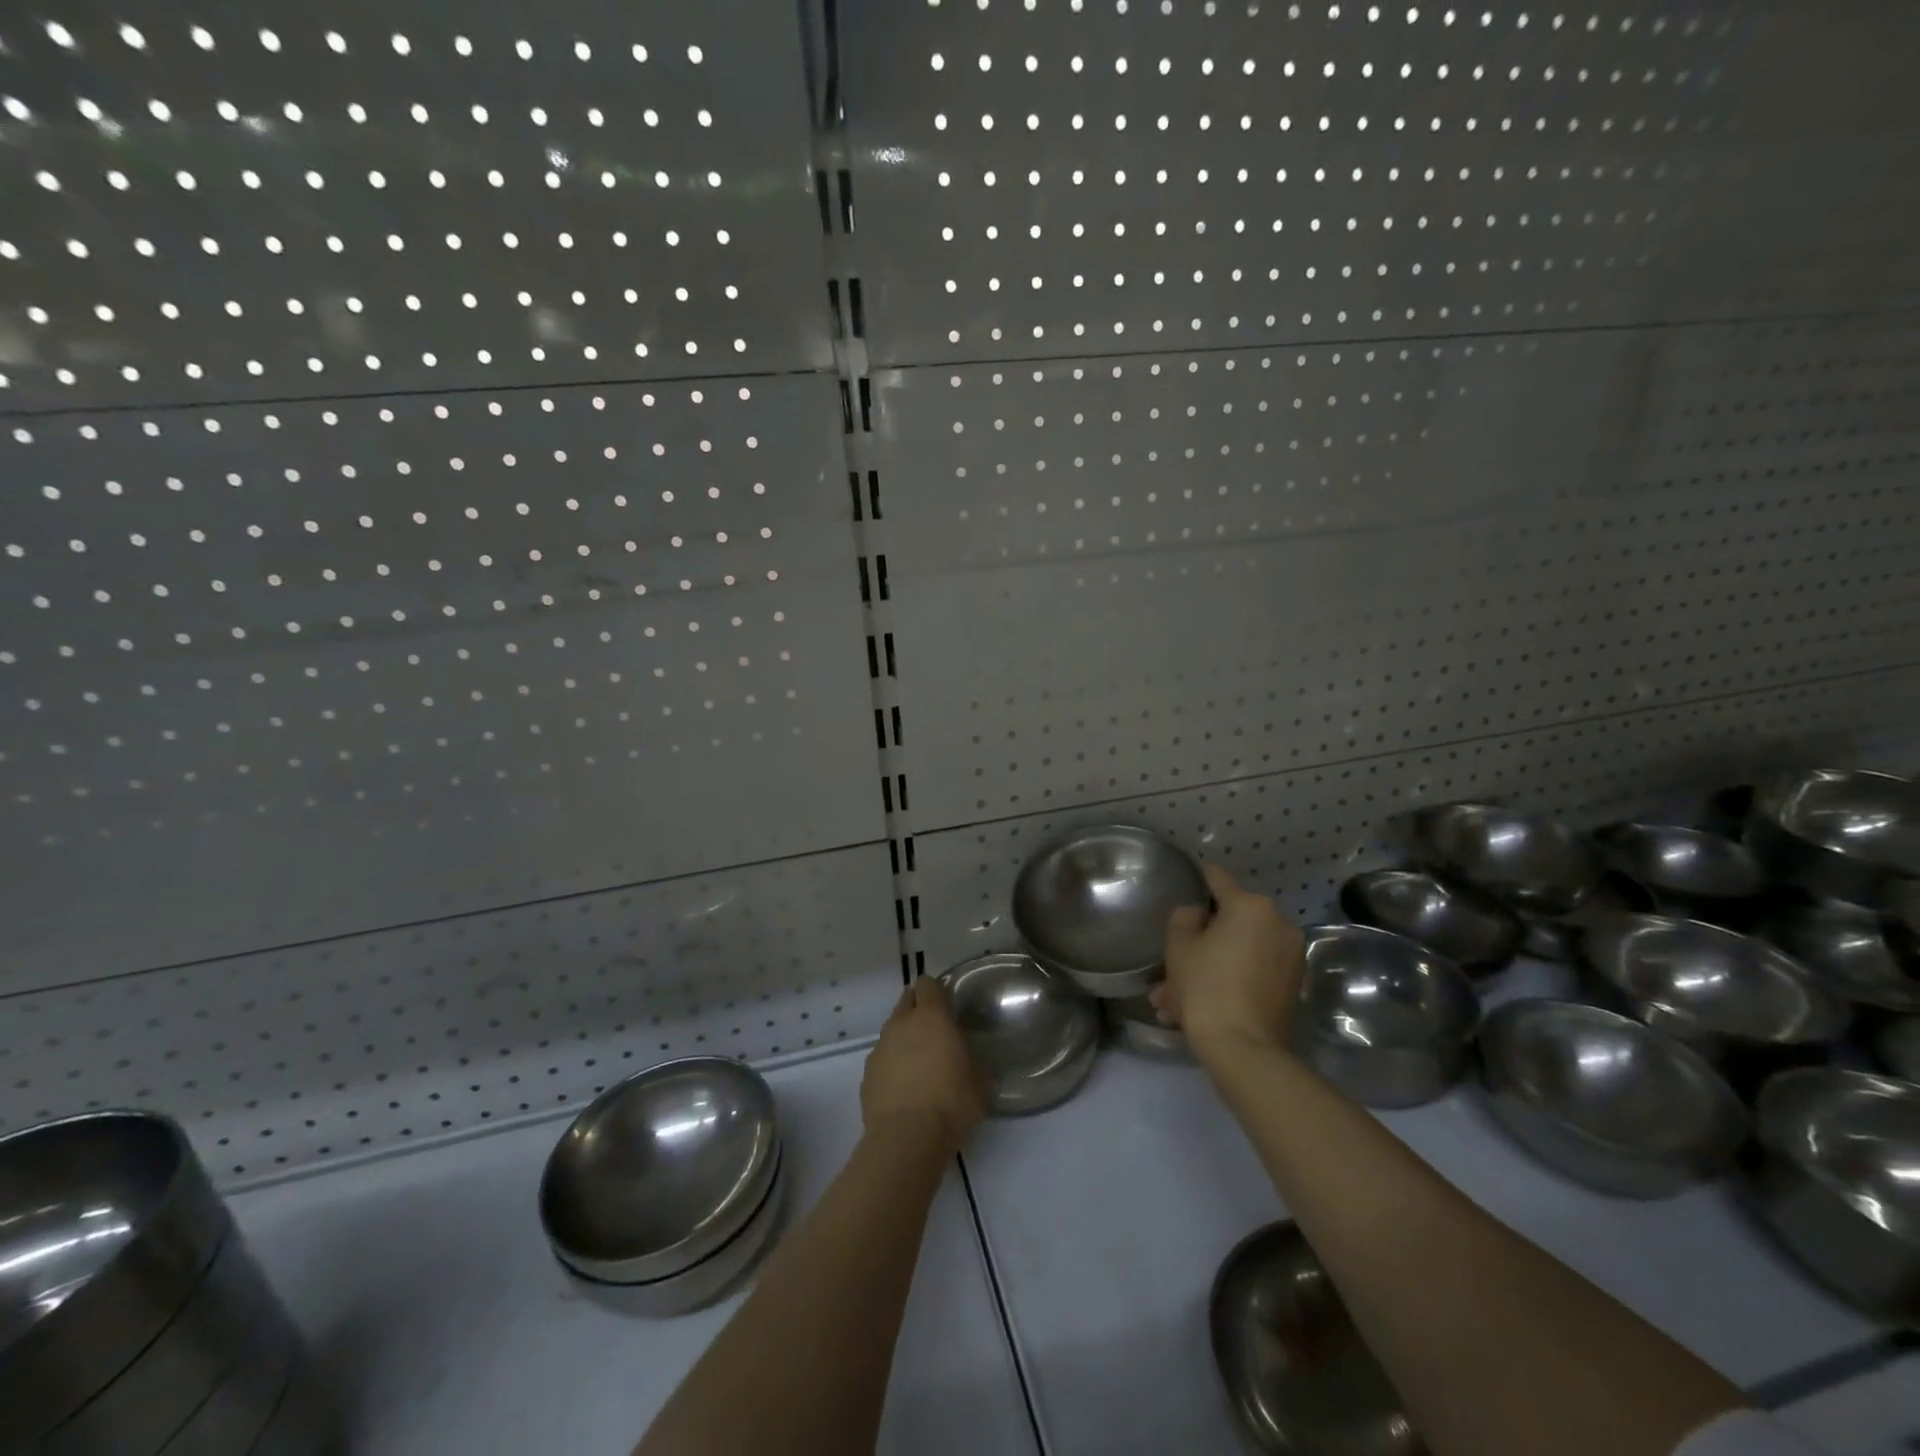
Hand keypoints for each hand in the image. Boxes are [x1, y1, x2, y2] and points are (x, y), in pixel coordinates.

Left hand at [860, 978, 987, 1149]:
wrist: (906, 1138)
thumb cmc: (951, 1103)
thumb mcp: (980, 1081)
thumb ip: (973, 1060)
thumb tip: (969, 1058)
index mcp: (931, 1016)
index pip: (928, 984)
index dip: (936, 991)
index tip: (946, 1005)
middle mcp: (902, 1023)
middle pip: (906, 1000)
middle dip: (918, 1008)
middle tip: (934, 1030)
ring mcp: (880, 1047)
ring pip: (892, 1029)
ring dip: (904, 1038)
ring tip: (918, 1063)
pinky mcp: (867, 1072)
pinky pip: (882, 1057)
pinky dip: (891, 1064)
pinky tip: (903, 1087)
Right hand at [1151, 863, 1305, 1056]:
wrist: (1244, 1048)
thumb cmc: (1206, 987)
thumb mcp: (1179, 946)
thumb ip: (1184, 917)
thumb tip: (1199, 914)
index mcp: (1251, 906)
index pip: (1218, 878)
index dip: (1198, 876)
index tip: (1185, 878)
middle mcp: (1278, 923)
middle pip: (1231, 919)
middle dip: (1201, 936)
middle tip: (1174, 956)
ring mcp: (1290, 955)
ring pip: (1240, 949)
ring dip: (1212, 963)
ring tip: (1177, 993)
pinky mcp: (1293, 984)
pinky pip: (1252, 970)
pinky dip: (1230, 978)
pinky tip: (1202, 1003)